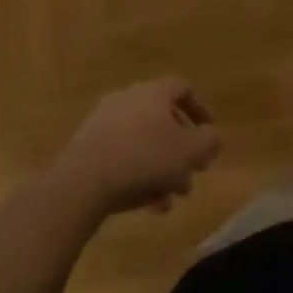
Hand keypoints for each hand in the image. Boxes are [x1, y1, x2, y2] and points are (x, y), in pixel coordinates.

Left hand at [51, 79, 220, 219]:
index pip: (182, 88)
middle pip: (162, 120)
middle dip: (181, 149)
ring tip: (171, 196)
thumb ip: (209, 141)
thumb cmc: (146, 158)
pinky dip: (138, 176)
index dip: (200, 108)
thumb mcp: (192, 151)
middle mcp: (127, 100)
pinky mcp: (87, 147)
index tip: (209, 131)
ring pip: (143, 144)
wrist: (83, 181)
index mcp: (153, 92)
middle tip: (193, 172)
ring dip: (161, 168)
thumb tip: (209, 137)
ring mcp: (103, 123)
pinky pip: (122, 158)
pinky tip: (148, 204)